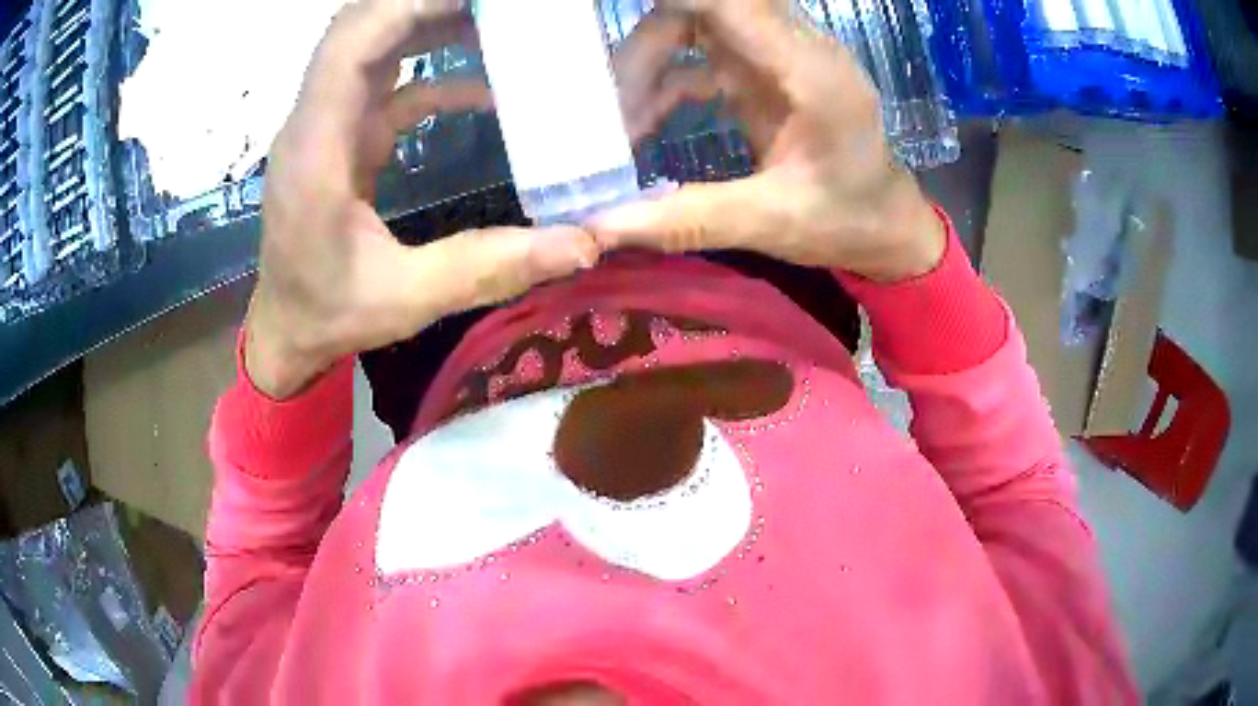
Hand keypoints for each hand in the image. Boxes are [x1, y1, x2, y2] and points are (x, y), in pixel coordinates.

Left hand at [247, 0, 597, 398]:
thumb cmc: (328, 316)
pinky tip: (485, 90)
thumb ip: (488, 268)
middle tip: (502, 9)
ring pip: (374, 46)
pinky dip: (435, 75)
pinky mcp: (344, 136)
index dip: (409, 6)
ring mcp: (327, 124)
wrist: (285, 332)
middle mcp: (315, 121)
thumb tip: (583, 244)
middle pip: (362, 27)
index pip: (352, 43)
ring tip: (501, 24)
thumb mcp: (406, 301)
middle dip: (427, 6)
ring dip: (432, 25)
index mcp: (316, 148)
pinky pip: (389, 86)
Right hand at [592, 0, 944, 281]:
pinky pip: (703, 57)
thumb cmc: (846, 221)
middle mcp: (793, 48)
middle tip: (602, 96)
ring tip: (617, 121)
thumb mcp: (772, 224)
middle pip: (704, 8)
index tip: (603, 23)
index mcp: (808, 71)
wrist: (886, 226)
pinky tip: (643, 124)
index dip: (675, 2)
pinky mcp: (766, 73)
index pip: (732, 1)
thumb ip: (689, 220)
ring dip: (649, 63)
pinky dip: (666, 83)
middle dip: (645, 45)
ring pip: (697, 27)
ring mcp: (778, 57)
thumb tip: (603, 228)